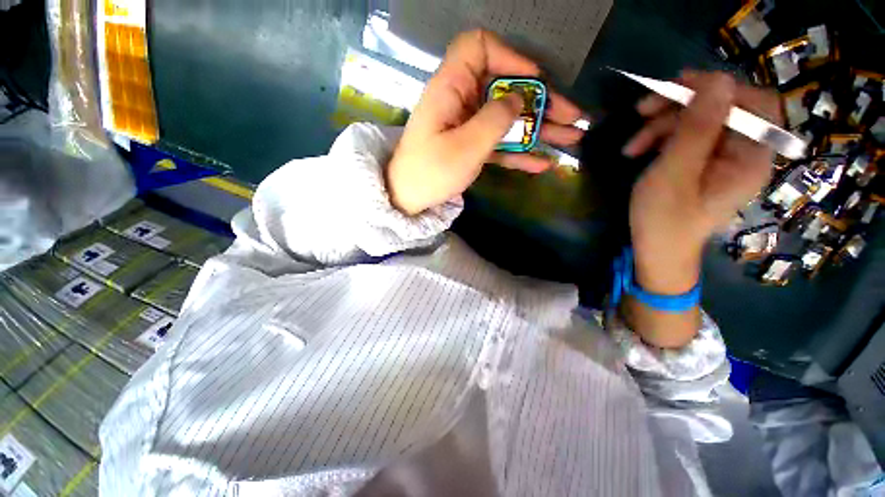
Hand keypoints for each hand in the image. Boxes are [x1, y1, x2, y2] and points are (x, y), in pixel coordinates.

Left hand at [386, 30, 584, 214]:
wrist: (409, 199)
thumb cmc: (431, 172)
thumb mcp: (465, 147)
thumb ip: (494, 119)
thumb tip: (518, 98)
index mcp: (451, 88)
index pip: (479, 48)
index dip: (509, 57)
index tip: (533, 80)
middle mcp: (460, 100)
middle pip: (505, 88)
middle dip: (541, 101)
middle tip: (572, 116)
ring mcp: (466, 125)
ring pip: (507, 118)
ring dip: (538, 128)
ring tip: (571, 138)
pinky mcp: (470, 146)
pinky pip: (498, 143)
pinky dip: (519, 152)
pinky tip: (542, 163)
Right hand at [624, 71, 779, 294]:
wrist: (656, 251)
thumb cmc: (664, 220)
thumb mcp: (674, 174)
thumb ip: (696, 129)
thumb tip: (717, 79)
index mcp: (751, 157)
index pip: (755, 103)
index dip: (720, 87)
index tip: (679, 85)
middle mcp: (744, 153)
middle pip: (723, 109)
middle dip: (681, 106)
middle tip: (642, 111)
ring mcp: (722, 158)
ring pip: (699, 121)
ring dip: (663, 124)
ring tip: (632, 144)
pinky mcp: (703, 163)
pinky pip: (687, 137)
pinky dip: (661, 138)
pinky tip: (638, 149)